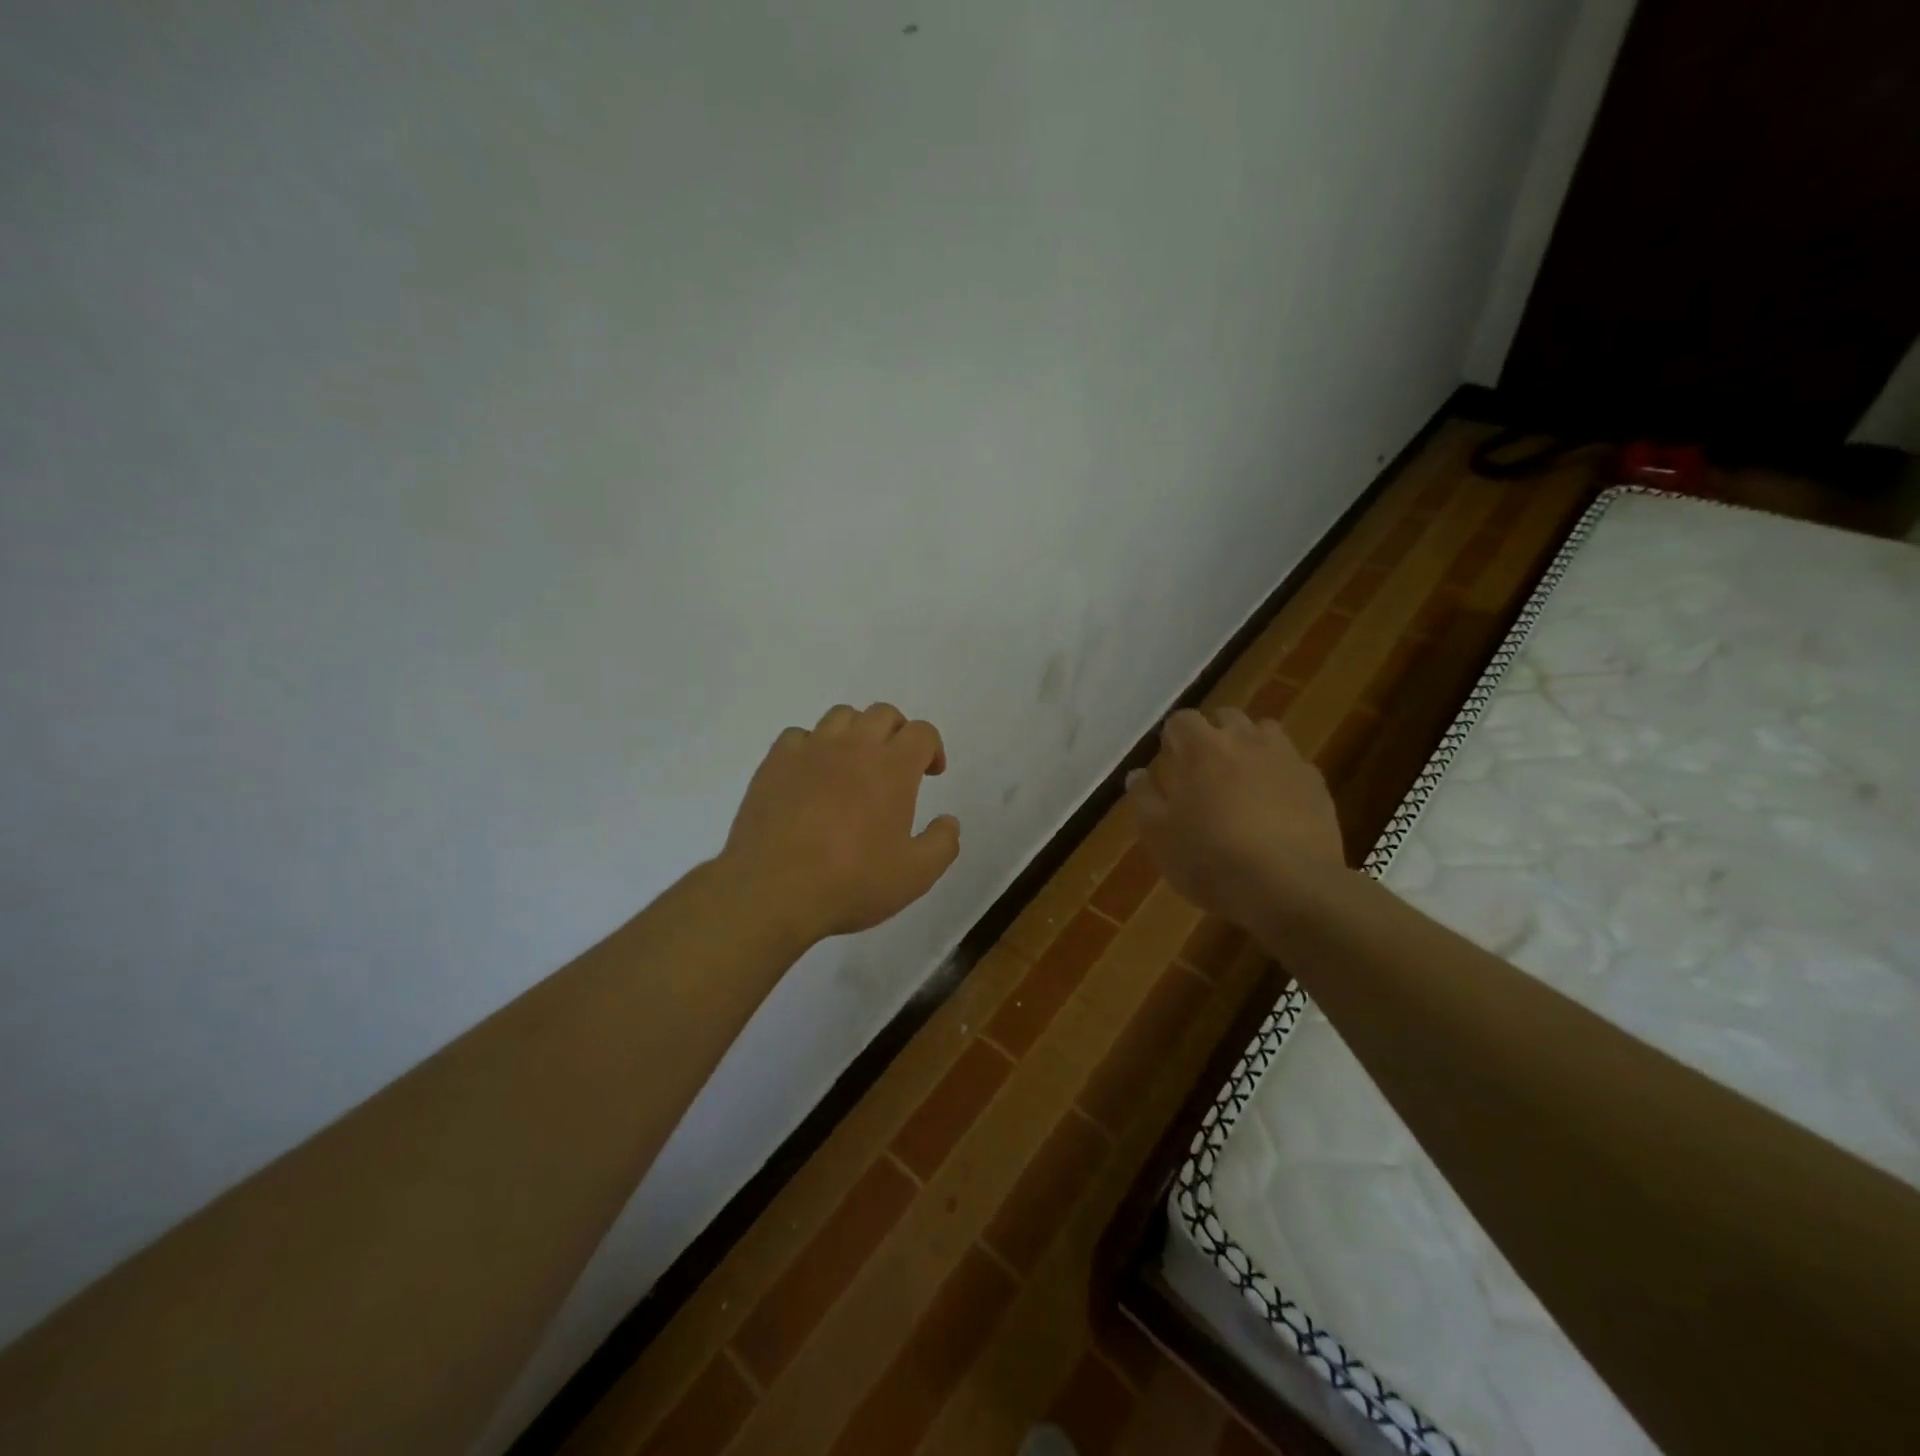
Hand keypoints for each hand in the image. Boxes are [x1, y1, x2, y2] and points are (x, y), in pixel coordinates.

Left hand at [719, 703, 960, 945]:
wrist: (773, 891)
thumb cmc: (851, 882)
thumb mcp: (915, 875)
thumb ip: (942, 843)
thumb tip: (949, 821)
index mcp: (892, 766)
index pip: (922, 732)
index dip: (932, 748)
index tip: (930, 773)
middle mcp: (854, 746)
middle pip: (883, 713)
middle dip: (897, 733)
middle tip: (896, 765)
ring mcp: (810, 749)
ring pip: (841, 716)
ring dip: (857, 732)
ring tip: (854, 765)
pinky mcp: (774, 762)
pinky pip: (799, 735)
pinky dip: (813, 747)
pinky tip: (811, 775)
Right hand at [1126, 708, 1344, 926]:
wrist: (1289, 887)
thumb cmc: (1210, 860)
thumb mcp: (1159, 836)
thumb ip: (1145, 798)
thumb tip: (1138, 774)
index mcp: (1201, 749)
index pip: (1182, 720)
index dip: (1173, 738)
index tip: (1170, 762)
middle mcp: (1244, 741)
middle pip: (1226, 717)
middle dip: (1213, 734)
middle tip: (1204, 769)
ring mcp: (1285, 758)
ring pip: (1265, 732)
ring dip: (1250, 745)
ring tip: (1243, 778)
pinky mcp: (1316, 783)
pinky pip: (1293, 763)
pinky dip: (1280, 773)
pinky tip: (1276, 804)